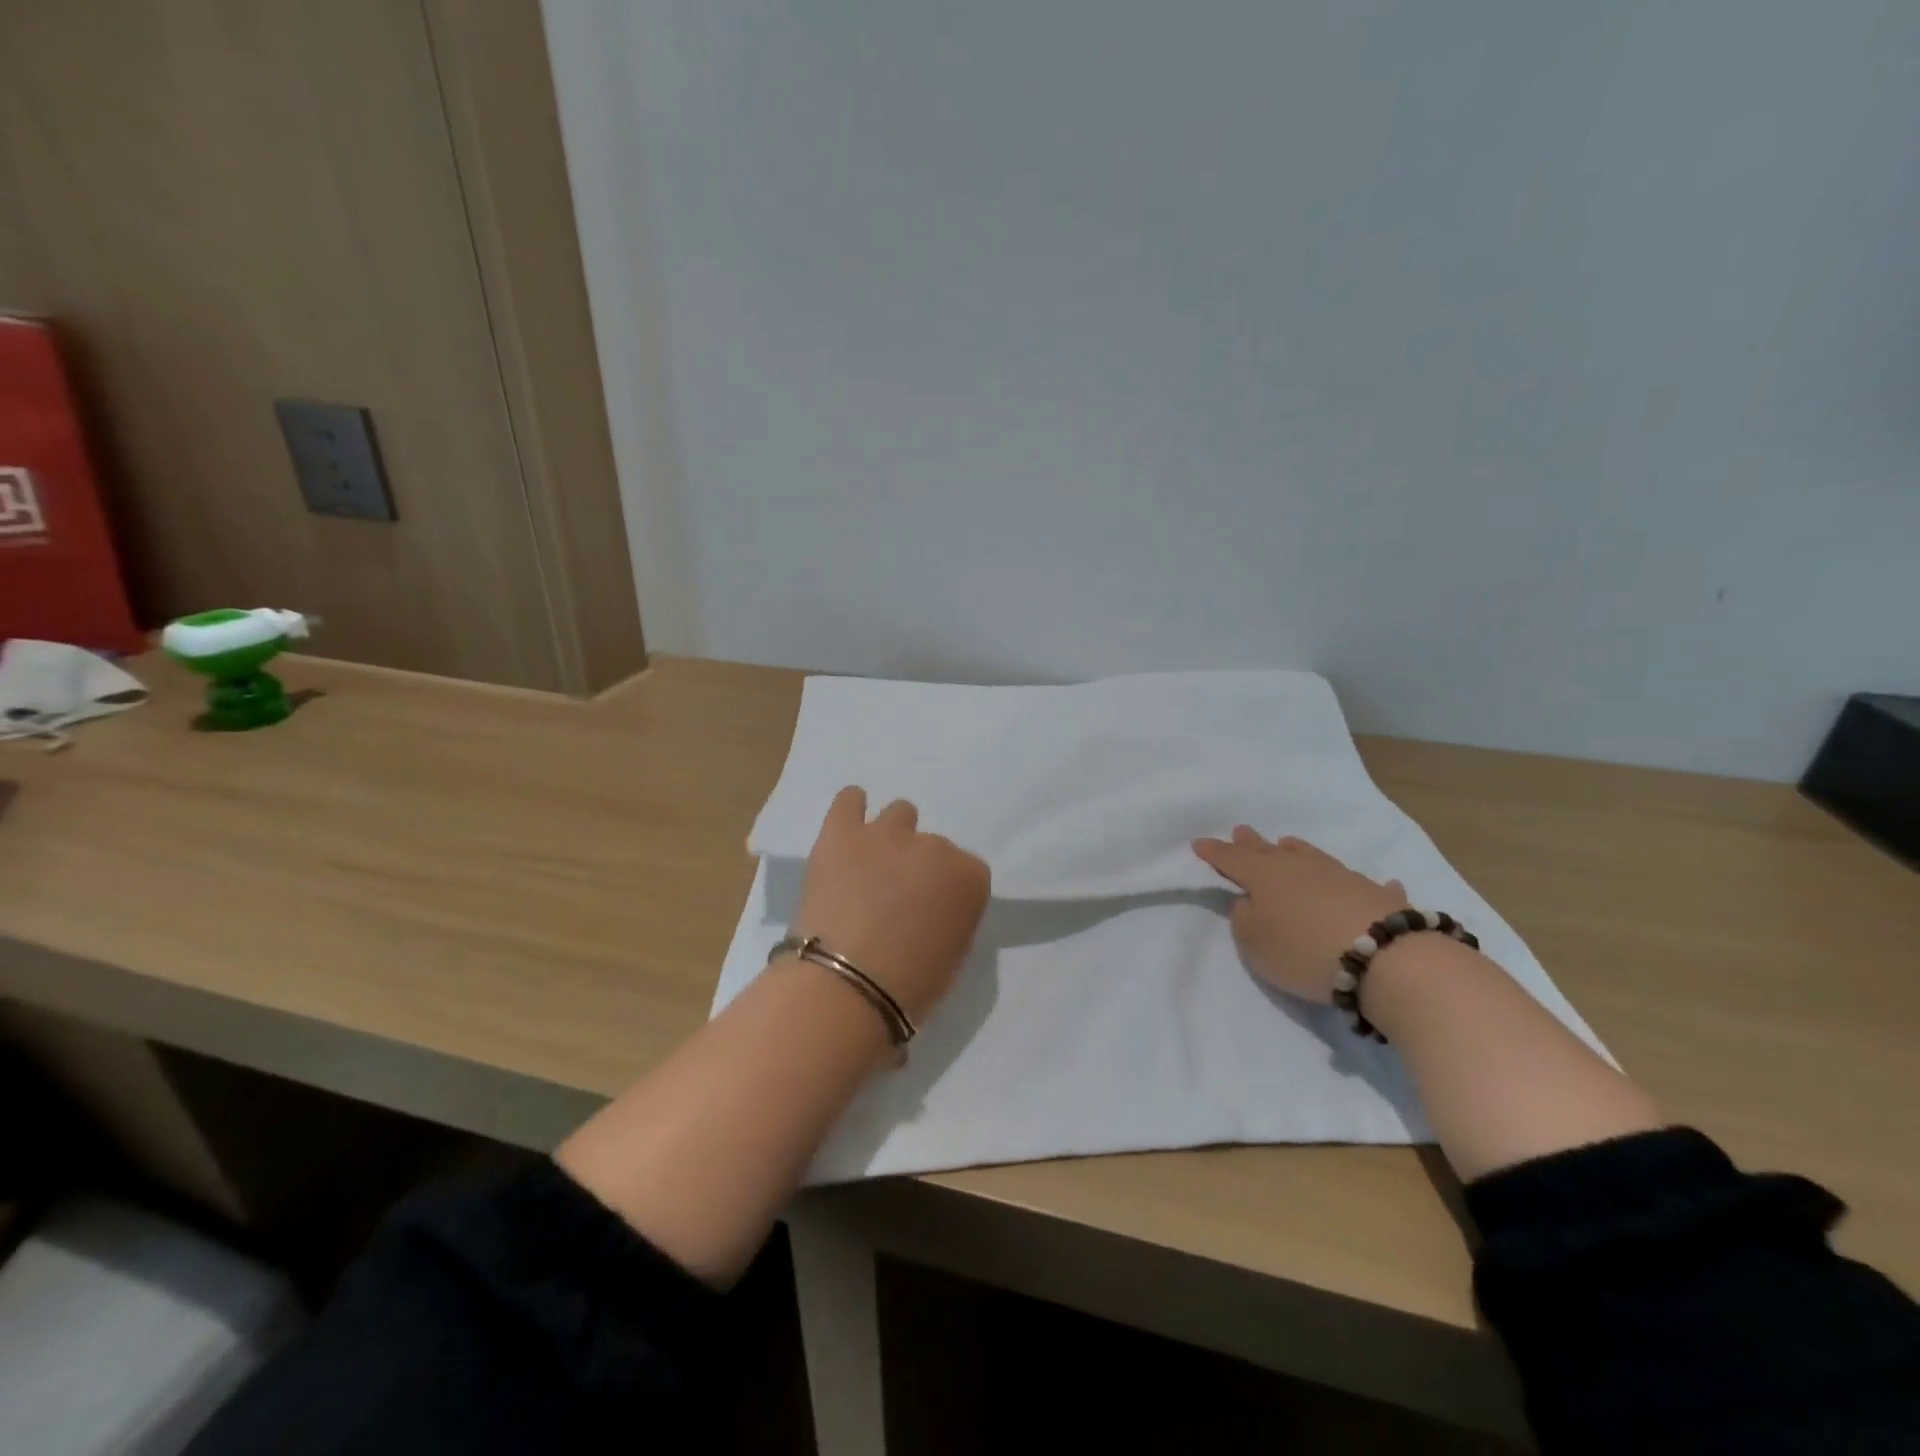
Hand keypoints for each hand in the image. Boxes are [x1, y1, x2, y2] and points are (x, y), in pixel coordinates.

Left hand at [789, 786, 991, 1023]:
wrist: (846, 985)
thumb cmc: (910, 985)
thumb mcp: (955, 954)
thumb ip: (953, 916)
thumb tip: (933, 907)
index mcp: (969, 876)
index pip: (967, 871)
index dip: (946, 892)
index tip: (931, 914)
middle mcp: (934, 845)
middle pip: (931, 846)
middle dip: (917, 868)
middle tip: (895, 900)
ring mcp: (887, 834)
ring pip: (898, 815)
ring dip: (891, 838)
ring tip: (871, 866)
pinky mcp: (842, 832)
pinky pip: (849, 800)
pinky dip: (852, 809)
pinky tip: (848, 830)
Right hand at [1191, 828, 1406, 1003]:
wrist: (1384, 958)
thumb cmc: (1303, 950)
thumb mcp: (1254, 942)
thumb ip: (1245, 918)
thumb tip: (1252, 902)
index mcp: (1264, 877)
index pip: (1232, 859)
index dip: (1214, 852)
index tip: (1199, 843)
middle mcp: (1300, 868)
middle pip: (1270, 851)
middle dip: (1252, 842)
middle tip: (1241, 830)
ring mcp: (1342, 877)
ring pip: (1312, 857)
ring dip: (1297, 851)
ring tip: (1288, 843)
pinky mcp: (1377, 896)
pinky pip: (1364, 885)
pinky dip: (1361, 885)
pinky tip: (1378, 882)